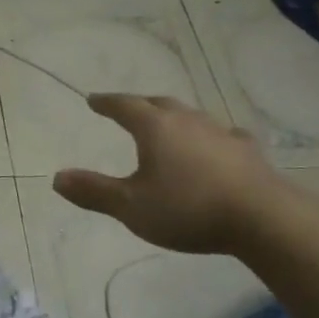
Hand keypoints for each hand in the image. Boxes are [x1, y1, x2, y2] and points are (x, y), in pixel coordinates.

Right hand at [52, 95, 287, 254]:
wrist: (261, 217)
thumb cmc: (188, 209)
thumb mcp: (131, 207)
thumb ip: (94, 192)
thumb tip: (57, 178)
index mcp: (155, 128)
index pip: (124, 106)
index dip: (106, 103)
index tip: (93, 100)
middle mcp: (187, 120)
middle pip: (158, 103)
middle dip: (139, 105)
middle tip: (127, 109)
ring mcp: (220, 132)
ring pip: (190, 116)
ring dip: (174, 118)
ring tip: (167, 126)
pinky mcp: (247, 150)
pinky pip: (222, 135)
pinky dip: (210, 137)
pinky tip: (216, 145)